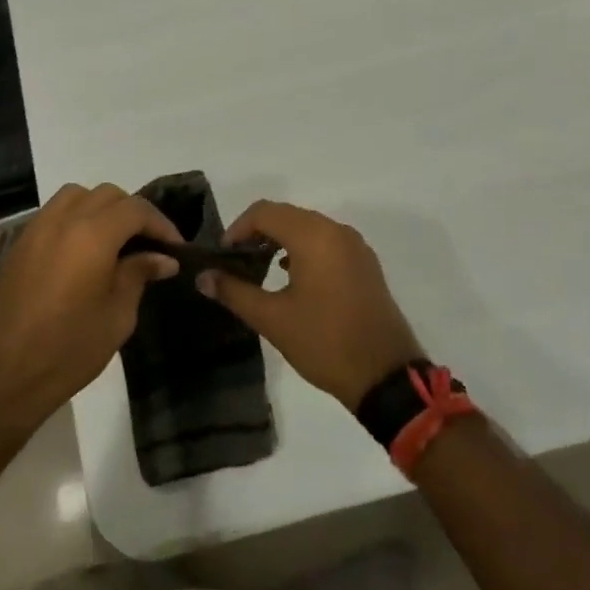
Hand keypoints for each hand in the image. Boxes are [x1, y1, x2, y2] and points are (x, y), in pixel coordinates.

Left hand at [0, 183, 182, 429]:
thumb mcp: (117, 316)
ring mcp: (36, 229)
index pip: (135, 210)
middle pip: (107, 195)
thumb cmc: (69, 350)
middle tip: (149, 243)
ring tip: (115, 239)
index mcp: (92, 236)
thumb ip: (139, 275)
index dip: (160, 224)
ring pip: (76, 196)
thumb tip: (163, 258)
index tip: (175, 247)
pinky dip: (75, 218)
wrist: (5, 376)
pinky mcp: (19, 244)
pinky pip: (53, 213)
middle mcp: (63, 220)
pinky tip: (83, 249)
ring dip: (101, 208)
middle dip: (133, 212)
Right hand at [199, 200, 420, 408]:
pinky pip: (327, 242)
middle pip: (286, 215)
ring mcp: (355, 246)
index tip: (222, 256)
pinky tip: (291, 277)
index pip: (264, 212)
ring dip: (280, 240)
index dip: (237, 228)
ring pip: (308, 227)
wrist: (386, 377)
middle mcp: (336, 231)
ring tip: (259, 270)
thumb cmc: (324, 343)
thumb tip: (203, 276)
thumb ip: (234, 291)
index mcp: (314, 236)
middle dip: (257, 233)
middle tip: (236, 263)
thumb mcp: (272, 319)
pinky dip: (304, 249)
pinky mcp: (365, 264)